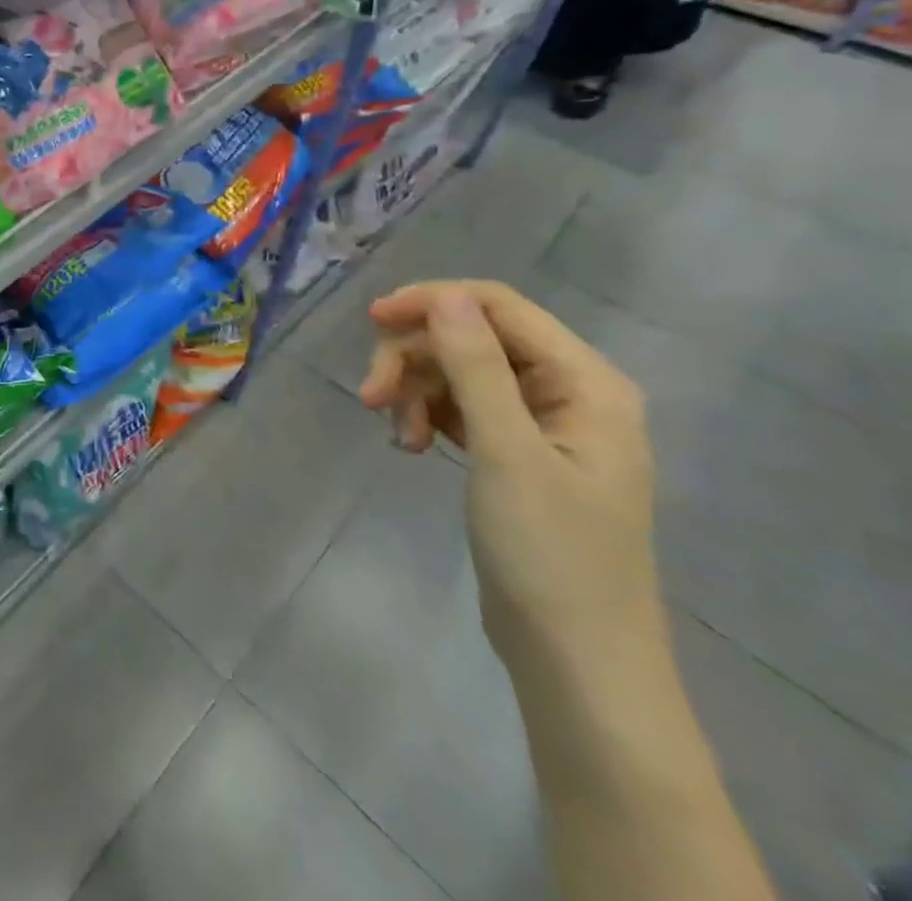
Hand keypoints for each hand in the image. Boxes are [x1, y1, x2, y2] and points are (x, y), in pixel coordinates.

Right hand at [358, 280, 662, 682]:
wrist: (577, 662)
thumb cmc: (551, 555)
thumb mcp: (507, 453)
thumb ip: (476, 367)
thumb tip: (446, 295)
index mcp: (586, 383)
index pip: (499, 307)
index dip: (432, 302)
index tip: (372, 321)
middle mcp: (568, 393)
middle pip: (472, 338)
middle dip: (415, 358)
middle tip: (371, 397)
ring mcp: (542, 425)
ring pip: (459, 372)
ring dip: (416, 390)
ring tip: (396, 437)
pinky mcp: (516, 454)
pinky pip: (460, 407)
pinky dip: (427, 416)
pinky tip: (410, 446)